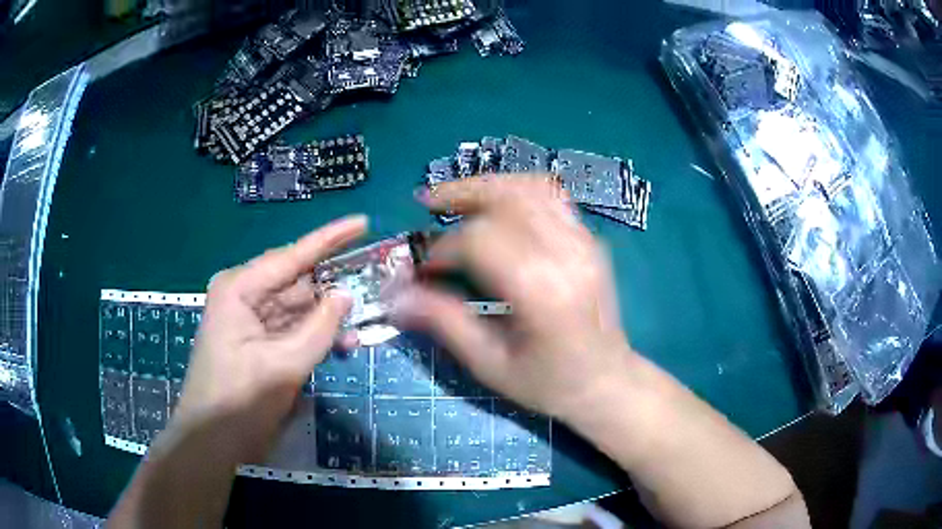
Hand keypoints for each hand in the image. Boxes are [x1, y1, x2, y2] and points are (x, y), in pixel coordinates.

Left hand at [173, 216, 365, 456]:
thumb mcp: (284, 365)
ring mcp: (250, 319)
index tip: (362, 222)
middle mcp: (244, 295)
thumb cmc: (239, 401)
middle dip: (333, 284)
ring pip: (297, 307)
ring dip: (328, 316)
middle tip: (374, 279)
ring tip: (363, 322)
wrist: (213, 441)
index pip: (291, 255)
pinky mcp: (258, 340)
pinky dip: (316, 335)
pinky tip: (342, 344)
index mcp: (240, 289)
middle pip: (296, 280)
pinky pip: (292, 328)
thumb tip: (346, 294)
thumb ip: (320, 328)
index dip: (330, 239)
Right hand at [391, 177, 633, 419]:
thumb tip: (396, 295)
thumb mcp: (490, 364)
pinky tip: (496, 204)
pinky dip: (517, 190)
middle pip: (505, 199)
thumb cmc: (549, 384)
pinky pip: (551, 196)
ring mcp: (584, 241)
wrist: (607, 381)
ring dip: (488, 185)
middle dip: (460, 196)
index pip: (480, 240)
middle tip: (427, 203)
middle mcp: (566, 253)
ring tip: (456, 197)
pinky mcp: (589, 239)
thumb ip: (443, 322)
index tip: (422, 267)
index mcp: (542, 290)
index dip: (441, 248)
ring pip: (530, 187)